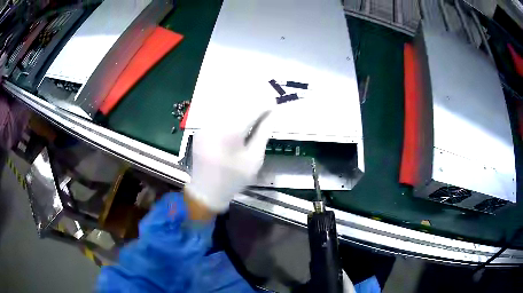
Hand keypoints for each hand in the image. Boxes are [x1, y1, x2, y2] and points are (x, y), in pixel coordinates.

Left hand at [185, 112, 270, 214]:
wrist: (206, 191)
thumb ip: (263, 133)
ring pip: (226, 108)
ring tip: (253, 113)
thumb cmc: (234, 178)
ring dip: (241, 107)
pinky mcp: (201, 129)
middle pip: (238, 104)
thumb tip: (272, 115)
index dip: (264, 105)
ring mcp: (205, 126)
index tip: (274, 104)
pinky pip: (217, 115)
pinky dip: (230, 113)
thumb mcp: (254, 159)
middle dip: (253, 103)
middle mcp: (215, 124)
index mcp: (230, 132)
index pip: (251, 109)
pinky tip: (237, 120)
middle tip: (265, 108)